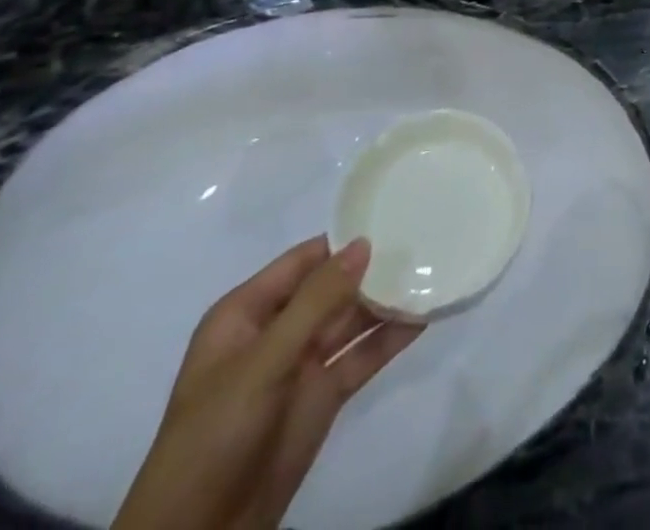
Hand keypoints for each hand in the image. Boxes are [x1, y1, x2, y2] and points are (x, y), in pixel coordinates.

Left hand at [113, 237, 423, 529]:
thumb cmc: (215, 434)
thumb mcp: (263, 361)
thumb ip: (316, 301)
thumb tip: (364, 242)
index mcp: (247, 313)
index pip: (304, 260)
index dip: (344, 241)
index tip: (393, 216)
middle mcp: (277, 331)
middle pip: (332, 287)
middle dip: (373, 268)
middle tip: (425, 240)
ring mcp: (301, 365)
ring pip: (351, 320)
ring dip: (387, 300)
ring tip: (433, 272)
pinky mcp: (322, 397)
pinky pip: (361, 356)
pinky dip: (390, 338)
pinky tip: (424, 317)